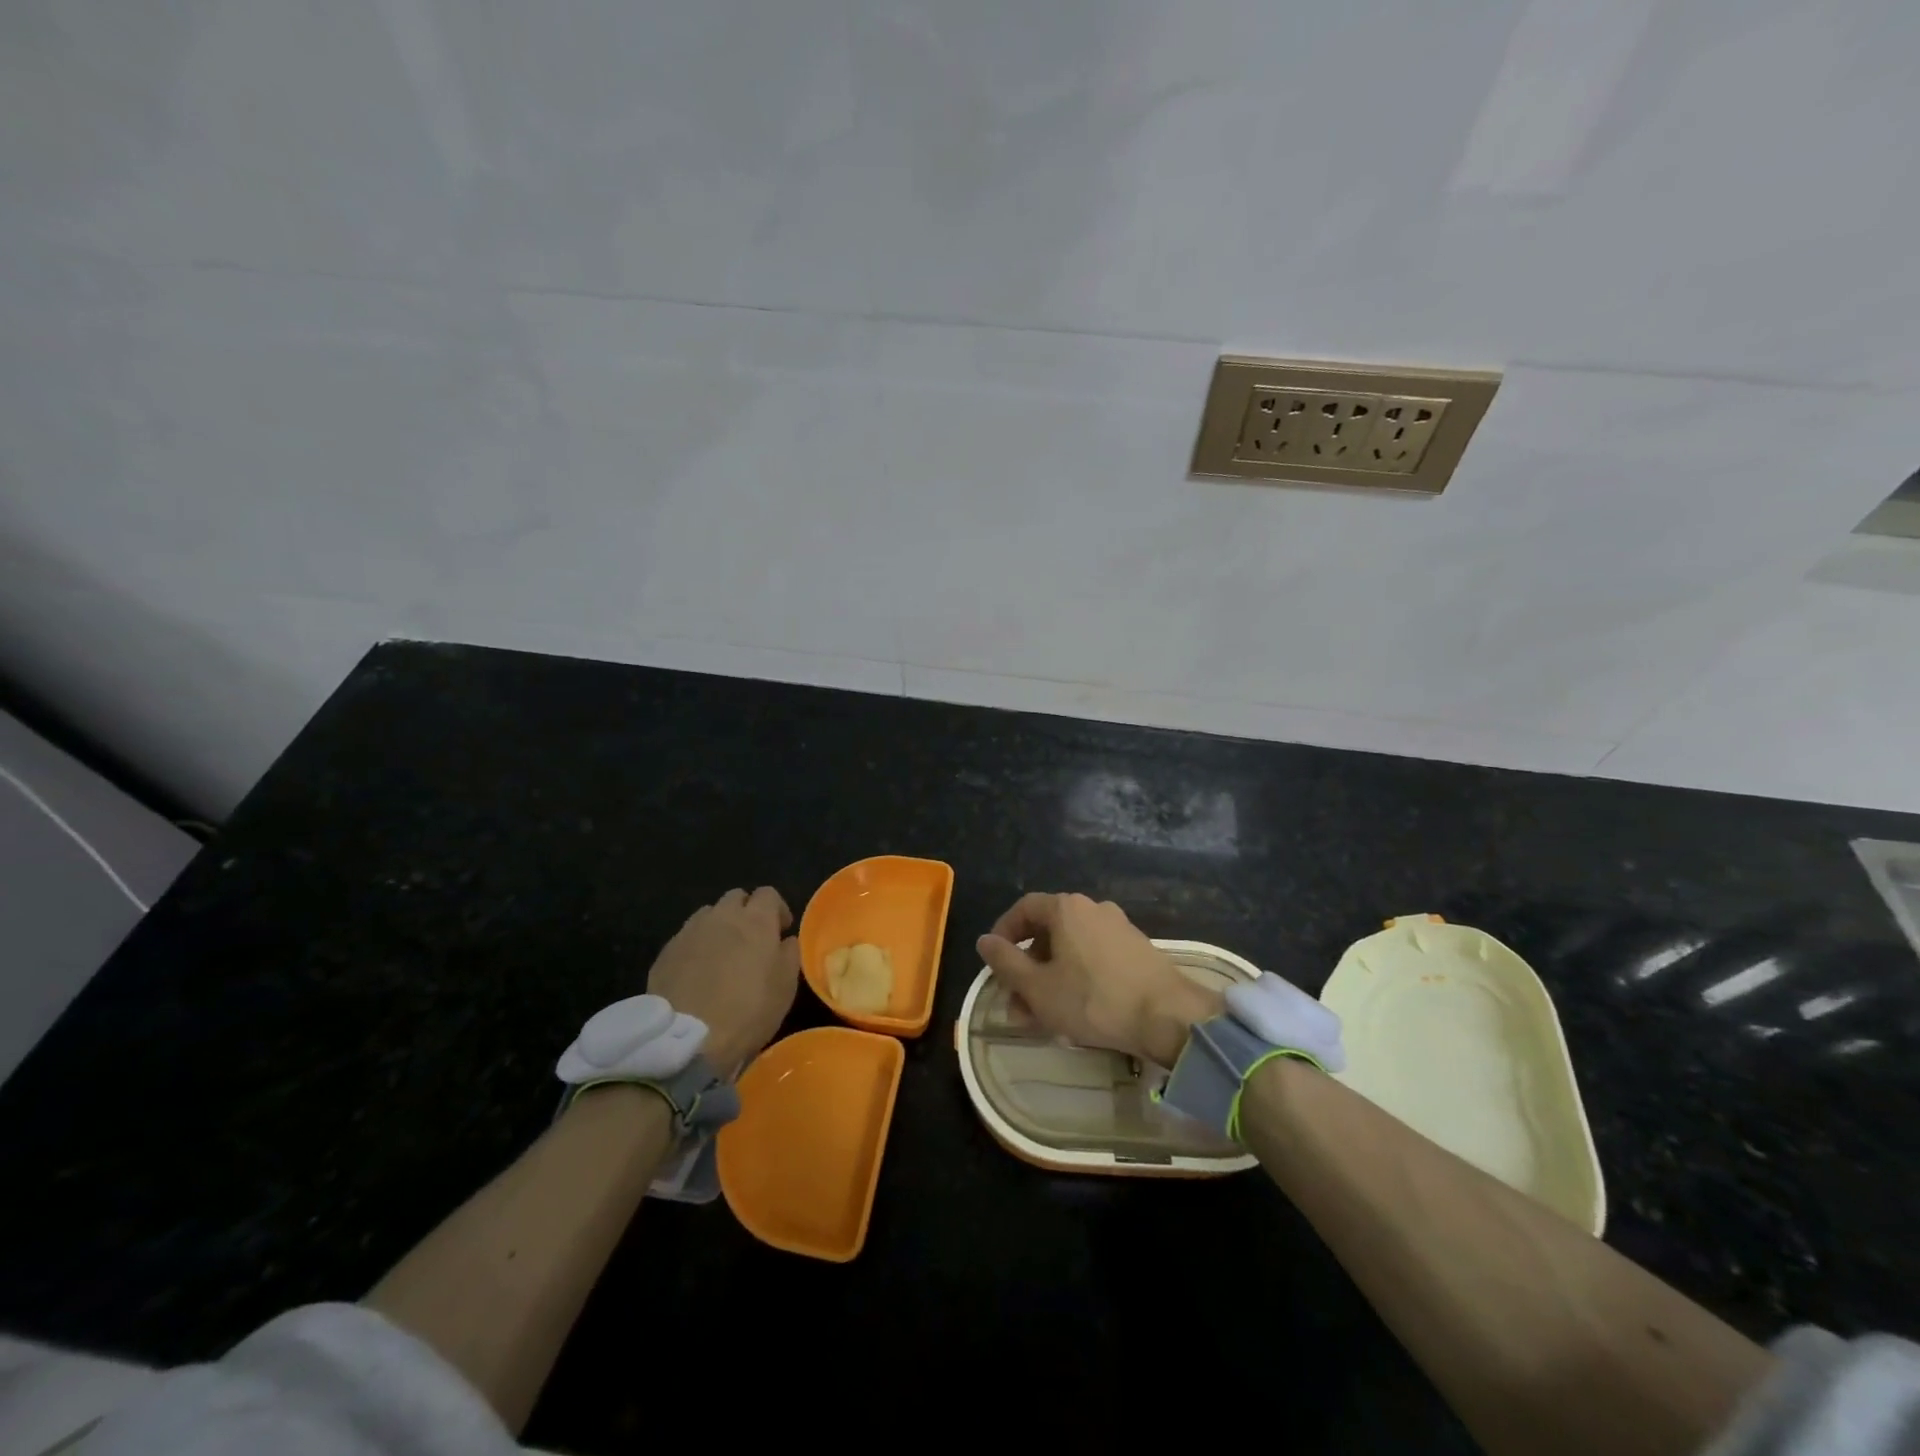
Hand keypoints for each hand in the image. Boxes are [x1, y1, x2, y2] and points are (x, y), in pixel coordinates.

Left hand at [647, 887, 799, 1072]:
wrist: (688, 1039)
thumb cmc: (749, 1011)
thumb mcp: (786, 986)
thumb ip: (789, 954)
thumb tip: (785, 940)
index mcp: (756, 920)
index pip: (768, 894)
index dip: (777, 909)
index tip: (780, 931)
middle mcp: (722, 916)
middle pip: (736, 897)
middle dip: (746, 911)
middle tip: (751, 939)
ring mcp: (690, 931)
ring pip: (708, 914)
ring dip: (719, 926)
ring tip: (721, 954)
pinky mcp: (666, 952)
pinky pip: (686, 937)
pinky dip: (696, 946)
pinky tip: (697, 972)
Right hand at [977, 893, 1221, 1066]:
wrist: (1168, 1016)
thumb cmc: (1093, 999)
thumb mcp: (1038, 987)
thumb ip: (1005, 963)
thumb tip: (985, 941)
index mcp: (1066, 908)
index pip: (1024, 909)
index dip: (1003, 933)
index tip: (994, 962)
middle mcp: (1093, 908)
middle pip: (1048, 931)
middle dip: (1027, 968)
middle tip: (1018, 1003)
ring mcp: (1119, 928)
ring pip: (1071, 949)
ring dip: (1051, 978)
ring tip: (1044, 1017)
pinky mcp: (1137, 950)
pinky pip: (1095, 958)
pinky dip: (1078, 979)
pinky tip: (1077, 1012)